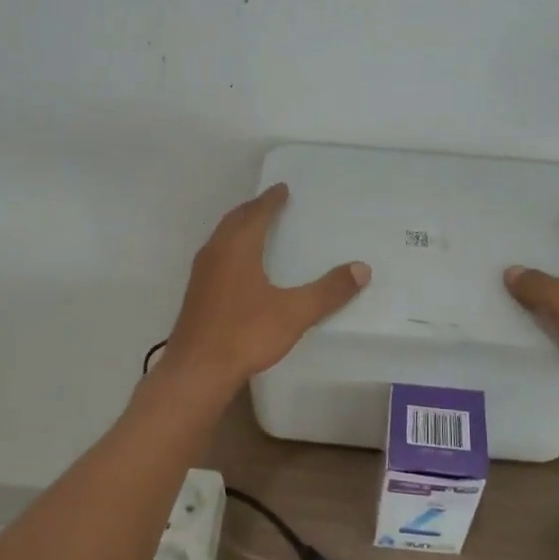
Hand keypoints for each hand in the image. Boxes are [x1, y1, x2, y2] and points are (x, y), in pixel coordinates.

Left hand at [163, 184, 369, 388]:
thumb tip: (362, 268)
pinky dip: (231, 247)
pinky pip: (216, 255)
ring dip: (239, 227)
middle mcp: (215, 252)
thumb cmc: (246, 334)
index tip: (282, 188)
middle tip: (271, 203)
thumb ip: (328, 291)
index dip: (271, 200)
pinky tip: (240, 266)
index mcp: (237, 247)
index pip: (256, 213)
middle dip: (253, 209)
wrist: (197, 370)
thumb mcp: (294, 312)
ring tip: (257, 228)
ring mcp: (202, 273)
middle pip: (235, 220)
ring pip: (221, 238)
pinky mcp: (196, 293)